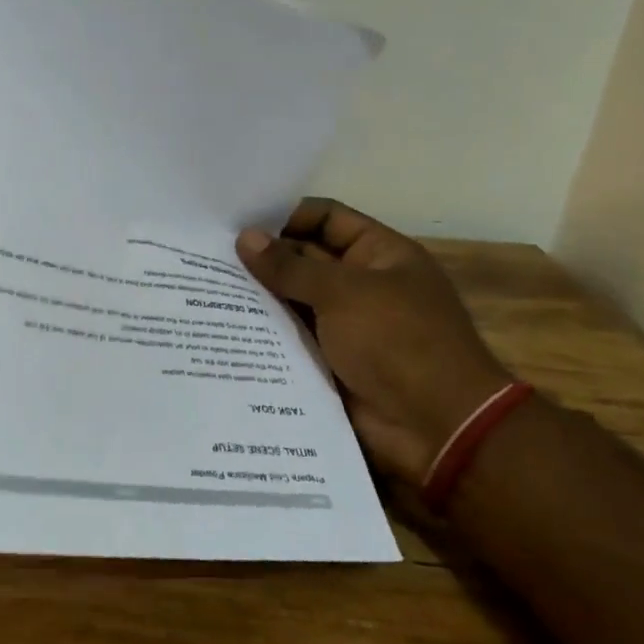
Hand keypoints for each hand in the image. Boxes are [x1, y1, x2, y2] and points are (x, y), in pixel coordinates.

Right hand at [236, 200, 511, 485]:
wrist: (436, 427)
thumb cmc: (397, 342)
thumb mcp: (342, 293)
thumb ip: (290, 266)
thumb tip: (244, 238)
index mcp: (380, 255)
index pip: (327, 218)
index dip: (286, 216)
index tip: (238, 223)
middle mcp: (362, 284)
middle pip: (305, 258)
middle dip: (264, 257)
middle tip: (208, 255)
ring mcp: (345, 325)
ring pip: (293, 300)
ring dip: (258, 296)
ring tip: (207, 287)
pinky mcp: (330, 360)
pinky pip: (291, 337)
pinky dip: (264, 332)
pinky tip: (223, 325)